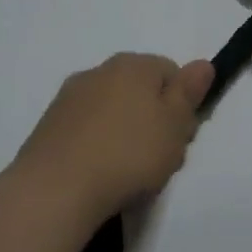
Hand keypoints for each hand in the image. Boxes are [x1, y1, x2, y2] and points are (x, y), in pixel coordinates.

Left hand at [14, 53, 215, 222]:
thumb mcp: (174, 126)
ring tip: (126, 169)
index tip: (181, 136)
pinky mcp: (49, 124)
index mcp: (133, 64)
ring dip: (122, 130)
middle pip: (139, 89)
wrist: (57, 188)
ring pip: (111, 109)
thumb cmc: (128, 154)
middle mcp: (98, 71)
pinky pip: (86, 128)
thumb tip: (202, 64)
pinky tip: (98, 171)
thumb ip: (188, 93)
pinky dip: (96, 143)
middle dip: (152, 117)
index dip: (181, 104)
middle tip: (158, 156)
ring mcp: (69, 96)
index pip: (170, 71)